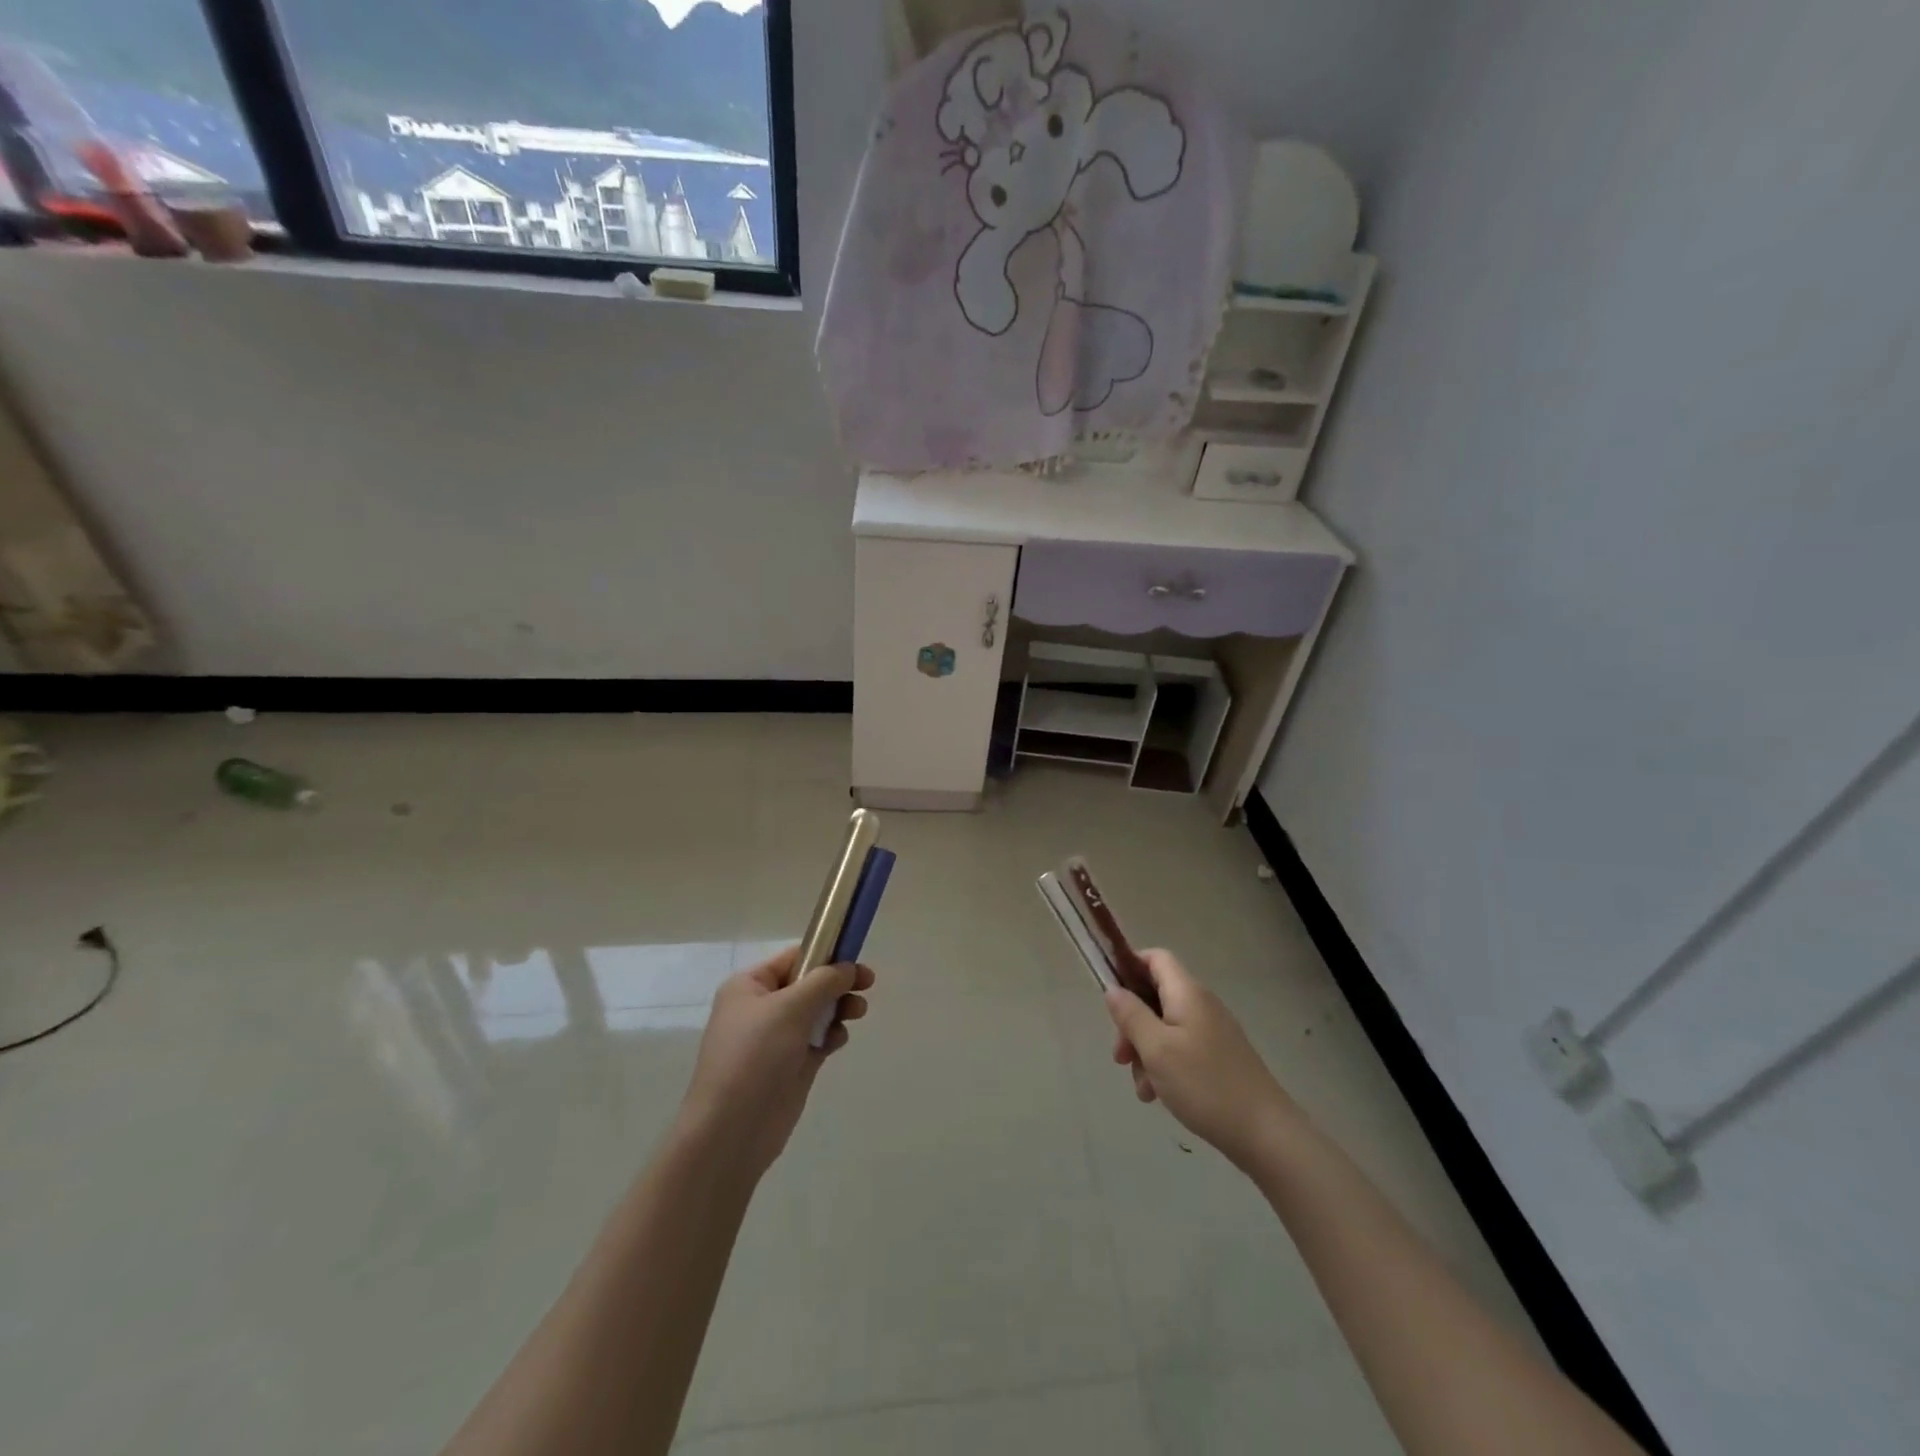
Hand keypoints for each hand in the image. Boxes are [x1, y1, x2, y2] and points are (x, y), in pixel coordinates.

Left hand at [674, 946, 873, 1180]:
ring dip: (839, 1008)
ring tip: (857, 1013)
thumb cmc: (755, 1056)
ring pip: (817, 1011)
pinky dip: (832, 1034)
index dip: (826, 954)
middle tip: (868, 984)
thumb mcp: (790, 1007)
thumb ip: (824, 981)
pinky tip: (838, 1041)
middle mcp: (761, 1008)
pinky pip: (818, 1038)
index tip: (856, 957)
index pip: (794, 958)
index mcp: (749, 986)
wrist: (733, 1130)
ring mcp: (776, 1038)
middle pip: (809, 983)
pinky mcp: (791, 1065)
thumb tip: (848, 968)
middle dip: (838, 983)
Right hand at [1106, 949, 1297, 1169]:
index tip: (1110, 995)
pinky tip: (1159, 1096)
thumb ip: (1131, 1015)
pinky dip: (1164, 1066)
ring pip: (1164, 1028)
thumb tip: (1112, 988)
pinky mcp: (1219, 1057)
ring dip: (1146, 1051)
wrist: (1266, 1134)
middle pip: (1155, 996)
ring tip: (1143, 1088)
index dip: (1129, 966)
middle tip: (1120, 1057)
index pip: (1156, 958)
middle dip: (1132, 1023)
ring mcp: (1212, 1032)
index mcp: (1187, 993)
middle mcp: (1201, 1005)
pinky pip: (1181, 1049)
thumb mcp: (1157, 1049)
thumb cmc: (1205, 1085)